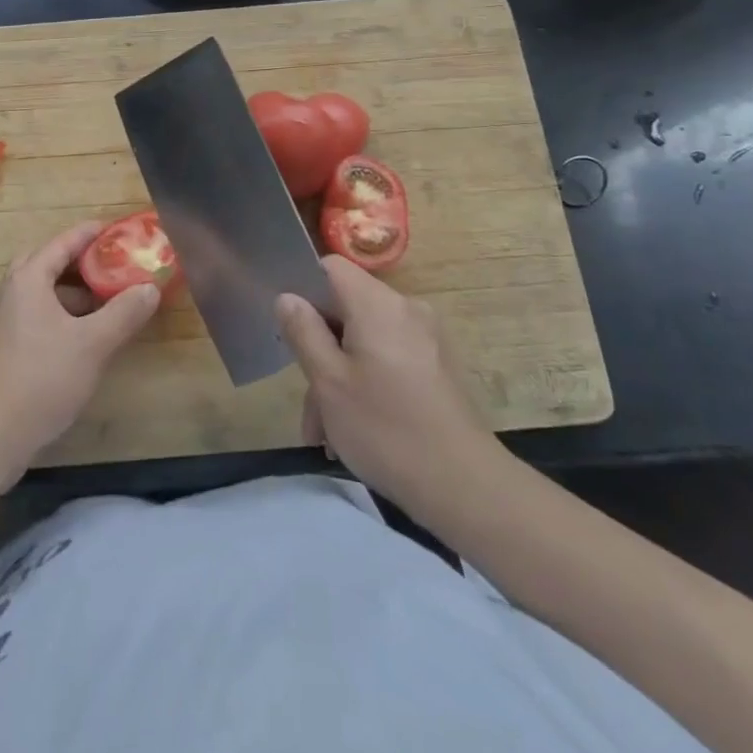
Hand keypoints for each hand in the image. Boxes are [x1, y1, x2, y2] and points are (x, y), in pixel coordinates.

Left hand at [0, 222, 159, 485]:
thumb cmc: (40, 379)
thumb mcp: (92, 344)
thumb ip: (123, 313)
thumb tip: (150, 288)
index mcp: (28, 280)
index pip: (62, 243)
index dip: (90, 234)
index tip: (117, 229)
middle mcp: (11, 295)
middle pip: (47, 265)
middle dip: (79, 263)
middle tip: (109, 267)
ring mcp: (3, 325)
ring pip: (42, 295)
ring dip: (72, 294)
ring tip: (106, 304)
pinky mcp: (3, 353)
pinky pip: (37, 319)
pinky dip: (62, 318)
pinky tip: (82, 341)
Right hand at [276, 256, 502, 523]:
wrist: (465, 486)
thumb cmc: (386, 428)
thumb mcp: (329, 382)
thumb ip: (303, 332)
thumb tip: (287, 297)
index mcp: (377, 303)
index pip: (331, 266)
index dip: (304, 288)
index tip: (290, 328)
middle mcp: (405, 309)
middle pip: (347, 309)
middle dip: (321, 350)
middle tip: (308, 403)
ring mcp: (427, 337)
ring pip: (365, 340)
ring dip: (341, 376)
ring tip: (328, 433)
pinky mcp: (438, 366)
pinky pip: (389, 358)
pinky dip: (368, 383)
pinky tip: (357, 431)